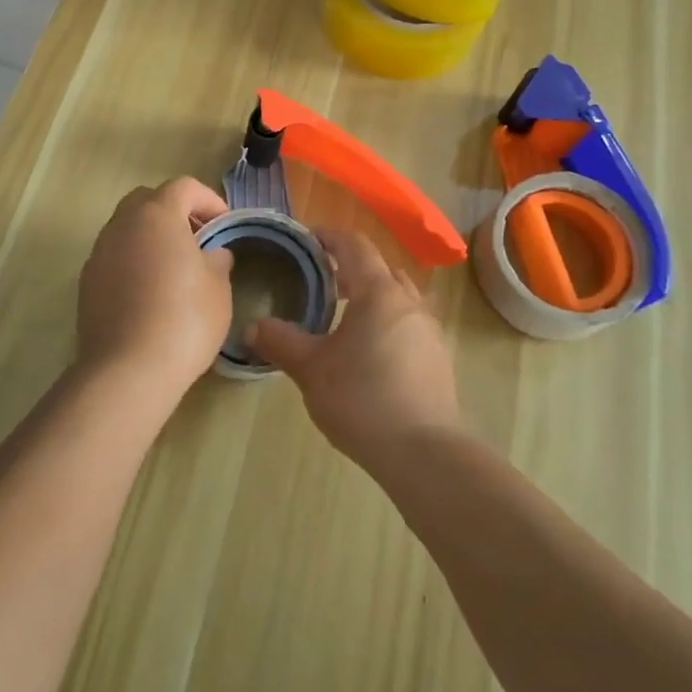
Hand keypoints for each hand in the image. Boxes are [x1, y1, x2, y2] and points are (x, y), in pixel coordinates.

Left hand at [77, 177, 233, 405]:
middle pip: (148, 200)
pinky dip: (132, 261)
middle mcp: (122, 224)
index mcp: (157, 215)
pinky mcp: (86, 283)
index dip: (207, 199)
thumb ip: (217, 261)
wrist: (127, 370)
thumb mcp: (218, 289)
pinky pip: (114, 257)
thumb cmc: (184, 320)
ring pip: (126, 228)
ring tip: (173, 267)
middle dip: (174, 212)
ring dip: (150, 237)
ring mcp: (99, 253)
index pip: (183, 187)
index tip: (223, 224)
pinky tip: (148, 292)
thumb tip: (212, 254)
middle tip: (197, 238)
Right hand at [248, 228, 461, 467]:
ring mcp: (428, 329)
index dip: (328, 237)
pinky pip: (408, 322)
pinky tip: (368, 350)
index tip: (306, 240)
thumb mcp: (311, 370)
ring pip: (397, 295)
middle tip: (319, 278)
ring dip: (370, 294)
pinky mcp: (437, 357)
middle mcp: (408, 302)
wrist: (425, 454)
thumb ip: (281, 342)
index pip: (354, 246)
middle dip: (349, 267)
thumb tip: (254, 326)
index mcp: (378, 293)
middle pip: (379, 268)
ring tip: (341, 315)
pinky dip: (386, 320)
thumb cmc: (363, 399)